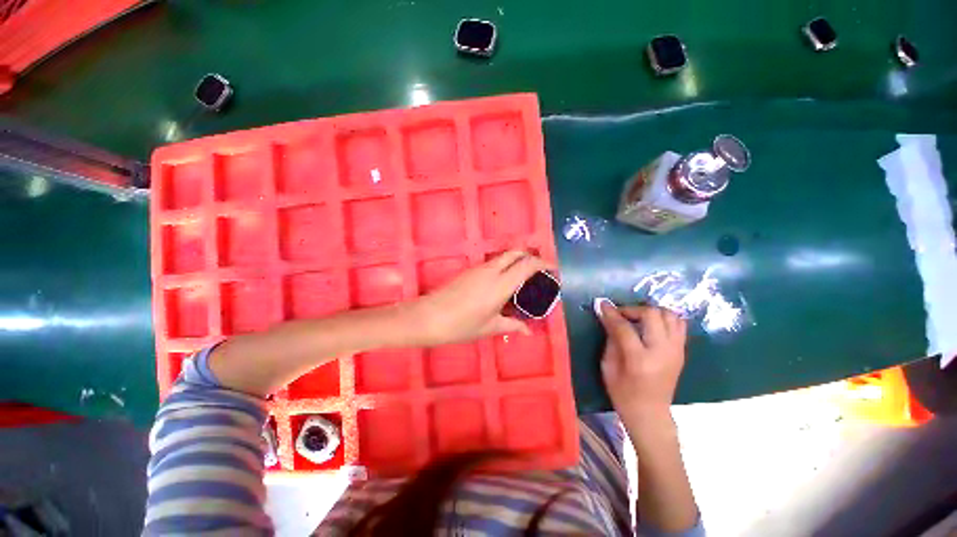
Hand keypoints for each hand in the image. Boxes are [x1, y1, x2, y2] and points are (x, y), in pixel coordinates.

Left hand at [409, 251, 550, 347]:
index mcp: (501, 284)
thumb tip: (528, 331)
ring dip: (517, 261)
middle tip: (538, 272)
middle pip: (515, 253)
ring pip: (504, 256)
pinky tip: (504, 283)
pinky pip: (493, 263)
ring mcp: (479, 268)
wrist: (429, 316)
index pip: (527, 265)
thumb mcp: (490, 327)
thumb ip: (512, 325)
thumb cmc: (462, 325)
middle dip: (530, 257)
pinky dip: (505, 266)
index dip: (543, 263)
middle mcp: (491, 271)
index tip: (553, 270)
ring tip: (523, 279)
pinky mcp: (470, 271)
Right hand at [595, 300, 687, 428]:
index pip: (625, 327)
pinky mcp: (682, 351)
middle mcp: (662, 352)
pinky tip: (650, 325)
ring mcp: (676, 351)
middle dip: (633, 309)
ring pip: (670, 315)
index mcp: (639, 359)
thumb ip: (610, 339)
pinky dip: (663, 318)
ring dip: (651, 312)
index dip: (611, 313)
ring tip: (637, 319)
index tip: (602, 304)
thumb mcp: (608, 366)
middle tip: (621, 315)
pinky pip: (678, 324)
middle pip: (652, 315)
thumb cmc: (623, 393)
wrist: (651, 414)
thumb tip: (608, 317)